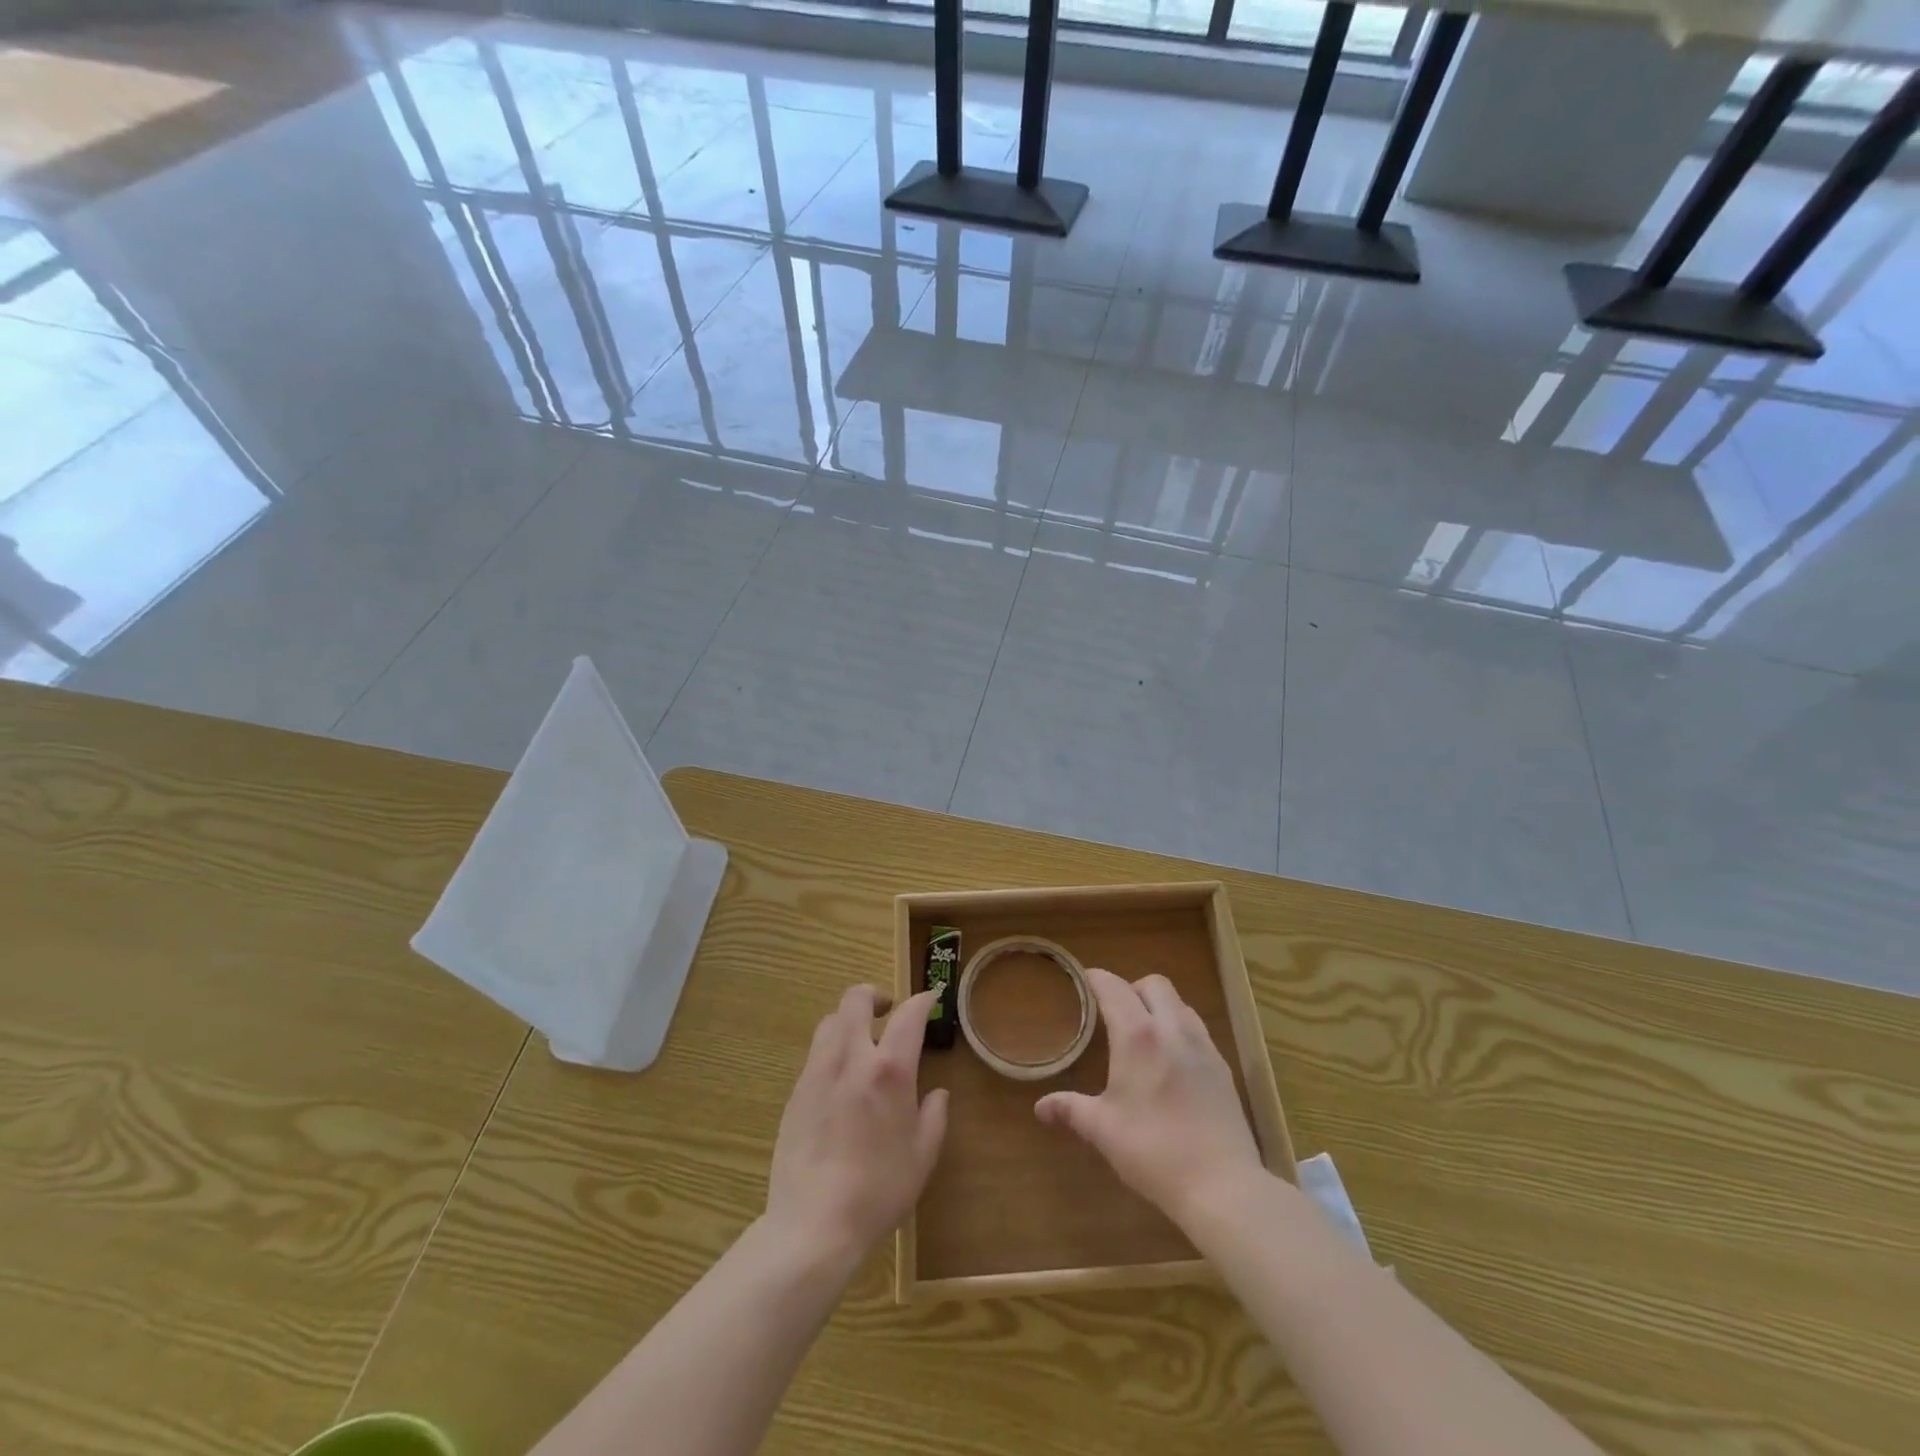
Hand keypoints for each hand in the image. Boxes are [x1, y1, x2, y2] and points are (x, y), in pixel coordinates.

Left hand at [765, 985, 947, 1267]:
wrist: (814, 1224)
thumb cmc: (879, 1191)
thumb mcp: (923, 1156)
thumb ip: (934, 1116)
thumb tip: (937, 1094)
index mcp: (890, 1070)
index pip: (908, 1015)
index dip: (922, 1000)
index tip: (930, 1000)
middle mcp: (851, 1058)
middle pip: (856, 999)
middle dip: (875, 995)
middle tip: (888, 1011)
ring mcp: (818, 1072)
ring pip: (831, 1021)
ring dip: (850, 1019)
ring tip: (862, 1041)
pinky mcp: (796, 1091)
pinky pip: (816, 1052)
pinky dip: (833, 1049)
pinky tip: (841, 1078)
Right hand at [1036, 969, 1264, 1232]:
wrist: (1222, 1185)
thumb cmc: (1153, 1151)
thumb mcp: (1103, 1130)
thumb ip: (1071, 1109)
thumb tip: (1041, 1107)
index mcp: (1137, 1036)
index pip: (1113, 987)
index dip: (1096, 979)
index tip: (1083, 981)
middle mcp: (1172, 1029)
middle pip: (1154, 984)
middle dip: (1131, 988)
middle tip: (1115, 1012)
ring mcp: (1203, 1046)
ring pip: (1180, 1004)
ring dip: (1160, 1006)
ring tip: (1145, 1034)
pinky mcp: (1223, 1067)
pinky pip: (1198, 1030)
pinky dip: (1180, 1030)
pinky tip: (1172, 1062)